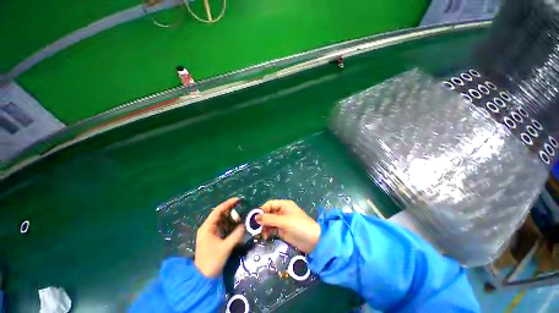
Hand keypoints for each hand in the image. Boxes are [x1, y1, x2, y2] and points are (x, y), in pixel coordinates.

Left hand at [194, 198, 244, 277]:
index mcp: (207, 228)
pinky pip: (224, 227)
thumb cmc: (212, 262)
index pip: (218, 211)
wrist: (202, 278)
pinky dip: (231, 225)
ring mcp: (211, 233)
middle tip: (243, 209)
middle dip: (231, 211)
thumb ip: (236, 235)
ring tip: (242, 216)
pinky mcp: (214, 238)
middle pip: (220, 214)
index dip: (228, 204)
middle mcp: (208, 228)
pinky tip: (237, 225)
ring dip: (232, 218)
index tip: (238, 200)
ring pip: (223, 220)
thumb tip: (245, 225)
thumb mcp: (225, 248)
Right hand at [256, 200, 320, 252]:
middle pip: (268, 213)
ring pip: (269, 222)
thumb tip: (255, 217)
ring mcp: (282, 221)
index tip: (254, 218)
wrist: (313, 241)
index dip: (262, 209)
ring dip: (264, 227)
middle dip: (262, 220)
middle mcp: (282, 212)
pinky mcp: (282, 230)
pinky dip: (268, 232)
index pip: (270, 204)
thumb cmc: (299, 226)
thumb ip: (269, 219)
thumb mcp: (284, 221)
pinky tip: (266, 237)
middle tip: (255, 228)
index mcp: (284, 205)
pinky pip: (272, 229)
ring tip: (261, 234)